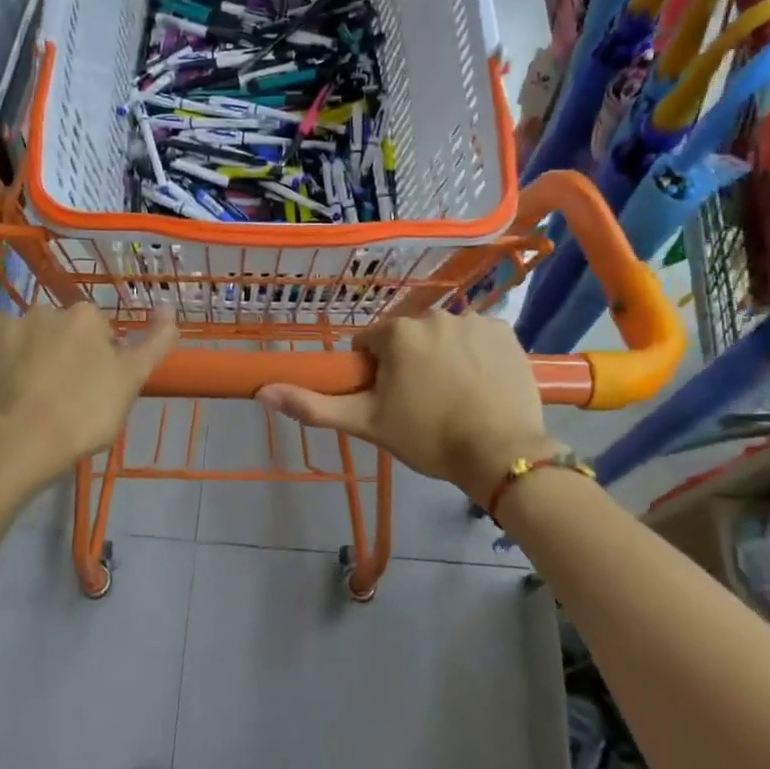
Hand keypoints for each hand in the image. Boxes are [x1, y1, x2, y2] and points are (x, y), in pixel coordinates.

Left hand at [0, 304, 178, 485]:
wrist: (17, 442)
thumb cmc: (83, 415)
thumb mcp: (131, 382)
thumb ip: (154, 343)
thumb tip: (169, 308)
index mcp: (87, 317)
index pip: (98, 332)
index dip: (97, 360)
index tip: (91, 389)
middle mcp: (46, 309)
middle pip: (59, 330)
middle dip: (60, 352)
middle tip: (58, 394)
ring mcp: (6, 322)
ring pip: (23, 336)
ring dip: (26, 354)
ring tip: (23, 395)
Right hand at [256, 313, 558, 498]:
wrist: (500, 453)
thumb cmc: (427, 437)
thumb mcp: (366, 424)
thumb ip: (313, 406)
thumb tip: (263, 391)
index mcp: (397, 333)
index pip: (369, 344)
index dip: (373, 373)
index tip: (387, 401)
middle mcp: (434, 315)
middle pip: (408, 338)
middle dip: (408, 363)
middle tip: (421, 404)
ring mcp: (474, 320)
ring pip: (443, 337)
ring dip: (443, 357)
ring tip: (455, 397)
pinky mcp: (506, 332)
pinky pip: (479, 338)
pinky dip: (476, 355)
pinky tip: (481, 385)